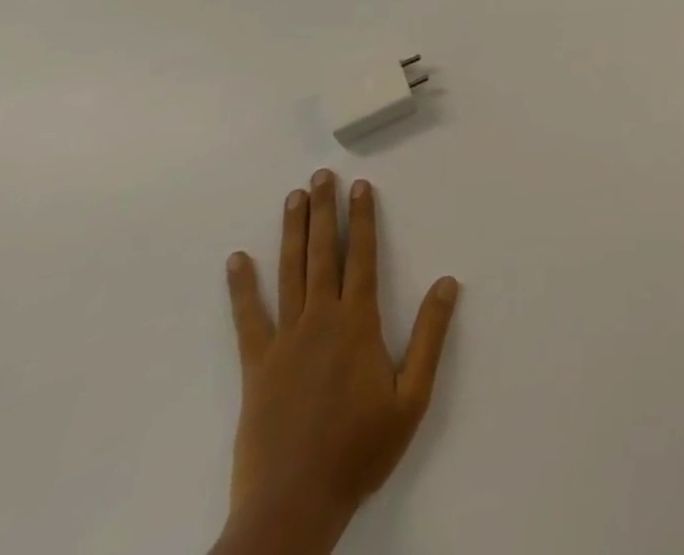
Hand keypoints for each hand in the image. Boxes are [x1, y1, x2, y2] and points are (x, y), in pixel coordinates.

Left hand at [213, 171, 458, 554]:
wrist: (292, 507)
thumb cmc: (359, 451)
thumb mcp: (411, 398)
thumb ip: (430, 336)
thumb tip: (447, 282)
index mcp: (358, 324)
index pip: (362, 256)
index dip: (361, 218)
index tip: (359, 186)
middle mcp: (320, 320)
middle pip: (323, 254)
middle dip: (323, 211)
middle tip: (320, 176)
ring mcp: (284, 342)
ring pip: (289, 273)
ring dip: (291, 233)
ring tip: (292, 199)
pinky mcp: (256, 368)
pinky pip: (248, 318)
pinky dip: (242, 287)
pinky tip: (236, 260)